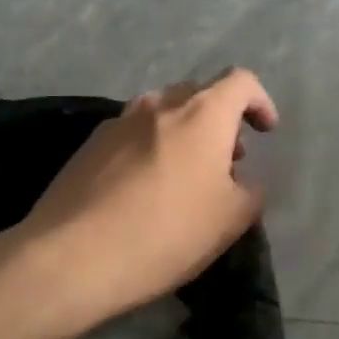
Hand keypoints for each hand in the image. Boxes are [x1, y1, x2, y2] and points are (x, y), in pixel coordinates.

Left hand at [11, 69, 278, 335]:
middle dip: (220, 120)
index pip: (240, 82)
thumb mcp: (230, 221)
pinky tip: (145, 188)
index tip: (265, 132)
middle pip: (199, 94)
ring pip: (162, 113)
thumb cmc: (165, 234)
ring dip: (183, 133)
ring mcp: (118, 122)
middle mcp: (159, 105)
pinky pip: (132, 134)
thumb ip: (251, 191)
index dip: (259, 102)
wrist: (73, 256)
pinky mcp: (89, 146)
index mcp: (201, 114)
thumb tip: (244, 180)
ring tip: (186, 175)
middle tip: (228, 160)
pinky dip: (150, 147)